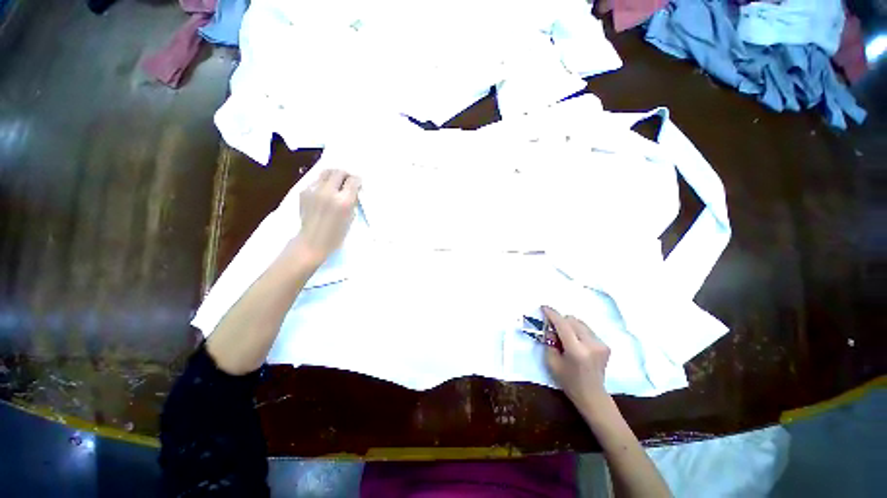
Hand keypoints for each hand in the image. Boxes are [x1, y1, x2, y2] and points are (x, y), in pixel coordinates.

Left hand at [295, 169, 361, 266]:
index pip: (353, 180)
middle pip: (339, 172)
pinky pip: (317, 180)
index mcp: (343, 201)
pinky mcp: (304, 191)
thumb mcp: (351, 218)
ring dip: (334, 176)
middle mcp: (329, 192)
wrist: (312, 241)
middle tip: (348, 181)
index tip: (358, 183)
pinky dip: (323, 183)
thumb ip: (352, 201)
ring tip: (336, 183)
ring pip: (326, 172)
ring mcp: (314, 190)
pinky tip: (324, 193)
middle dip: (346, 175)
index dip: (357, 180)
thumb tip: (353, 189)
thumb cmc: (336, 234)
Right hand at [543, 306, 610, 411]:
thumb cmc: (569, 381)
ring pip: (580, 323)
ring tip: (566, 338)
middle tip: (554, 330)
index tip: (543, 307)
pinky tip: (576, 343)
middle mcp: (591, 344)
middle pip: (572, 320)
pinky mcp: (605, 345)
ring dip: (570, 326)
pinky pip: (587, 329)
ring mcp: (600, 344)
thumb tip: (550, 327)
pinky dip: (578, 331)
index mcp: (577, 350)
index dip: (552, 314)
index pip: (563, 325)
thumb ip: (549, 342)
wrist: (592, 395)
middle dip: (561, 321)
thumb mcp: (552, 362)